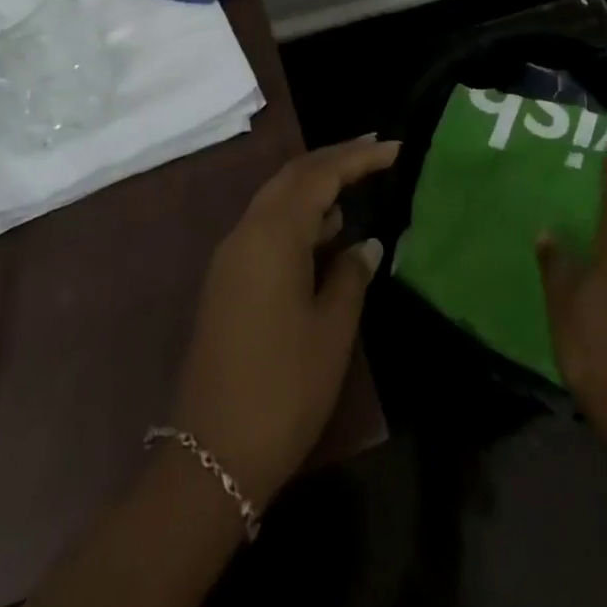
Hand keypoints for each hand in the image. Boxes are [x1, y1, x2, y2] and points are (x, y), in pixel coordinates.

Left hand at [169, 135, 399, 510]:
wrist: (210, 458)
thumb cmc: (283, 389)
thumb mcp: (331, 329)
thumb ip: (351, 275)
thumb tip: (366, 243)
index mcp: (272, 236)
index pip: (320, 174)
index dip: (359, 157)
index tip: (396, 149)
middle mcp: (246, 233)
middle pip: (293, 176)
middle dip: (334, 160)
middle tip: (376, 152)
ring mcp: (231, 258)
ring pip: (277, 200)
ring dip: (315, 187)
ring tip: (357, 186)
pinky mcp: (227, 282)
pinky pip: (267, 228)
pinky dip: (299, 217)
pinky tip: (327, 233)